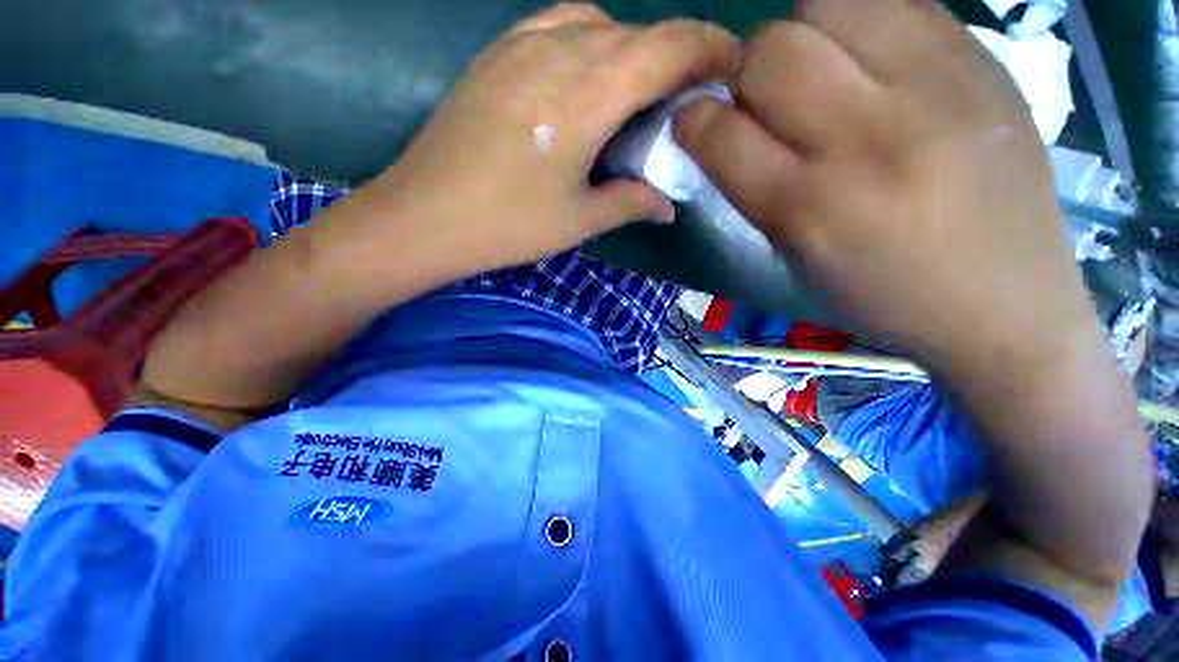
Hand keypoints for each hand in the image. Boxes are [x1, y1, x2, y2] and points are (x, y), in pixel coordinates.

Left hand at [370, 3, 739, 269]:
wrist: (426, 216)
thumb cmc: (508, 225)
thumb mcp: (578, 220)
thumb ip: (630, 202)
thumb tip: (668, 206)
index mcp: (586, 96)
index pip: (668, 47)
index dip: (709, 49)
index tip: (731, 69)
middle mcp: (558, 51)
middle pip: (637, 33)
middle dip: (674, 55)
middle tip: (686, 95)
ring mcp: (520, 45)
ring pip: (599, 23)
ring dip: (632, 50)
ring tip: (637, 91)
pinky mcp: (496, 55)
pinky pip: (559, 25)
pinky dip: (590, 42)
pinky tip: (587, 78)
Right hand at [675, 0, 1094, 374]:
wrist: (1006, 304)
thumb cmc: (882, 296)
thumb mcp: (796, 257)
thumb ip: (751, 188)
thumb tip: (719, 127)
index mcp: (809, 208)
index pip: (720, 134)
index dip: (693, 122)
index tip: (695, 126)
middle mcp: (869, 138)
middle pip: (770, 51)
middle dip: (747, 74)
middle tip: (765, 103)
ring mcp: (937, 86)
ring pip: (827, 3)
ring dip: (803, 36)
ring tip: (823, 74)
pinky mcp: (981, 60)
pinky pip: (895, 0)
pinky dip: (861, 22)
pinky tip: (873, 63)